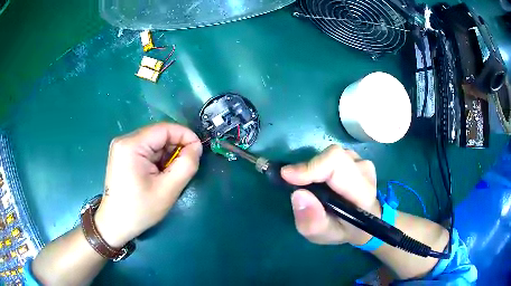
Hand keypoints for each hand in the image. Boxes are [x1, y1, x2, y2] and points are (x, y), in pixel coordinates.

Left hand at [94, 123, 202, 247]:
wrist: (116, 223)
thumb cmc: (140, 209)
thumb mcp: (168, 189)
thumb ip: (187, 165)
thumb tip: (196, 147)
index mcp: (132, 145)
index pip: (165, 129)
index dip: (185, 136)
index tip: (198, 151)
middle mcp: (125, 140)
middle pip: (159, 135)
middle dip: (176, 148)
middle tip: (185, 168)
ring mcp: (122, 147)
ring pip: (154, 142)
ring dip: (167, 155)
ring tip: (170, 175)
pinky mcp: (123, 154)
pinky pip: (147, 149)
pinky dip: (158, 159)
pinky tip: (159, 175)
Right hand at [281, 145, 379, 245]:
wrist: (365, 221)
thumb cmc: (345, 230)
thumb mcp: (324, 235)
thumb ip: (312, 221)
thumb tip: (298, 194)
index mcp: (363, 193)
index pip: (337, 164)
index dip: (311, 166)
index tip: (287, 176)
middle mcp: (365, 171)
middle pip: (333, 157)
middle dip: (309, 169)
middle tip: (295, 185)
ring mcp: (362, 162)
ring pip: (332, 156)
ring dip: (316, 170)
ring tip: (315, 189)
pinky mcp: (357, 158)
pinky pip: (333, 157)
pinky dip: (321, 168)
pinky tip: (324, 183)